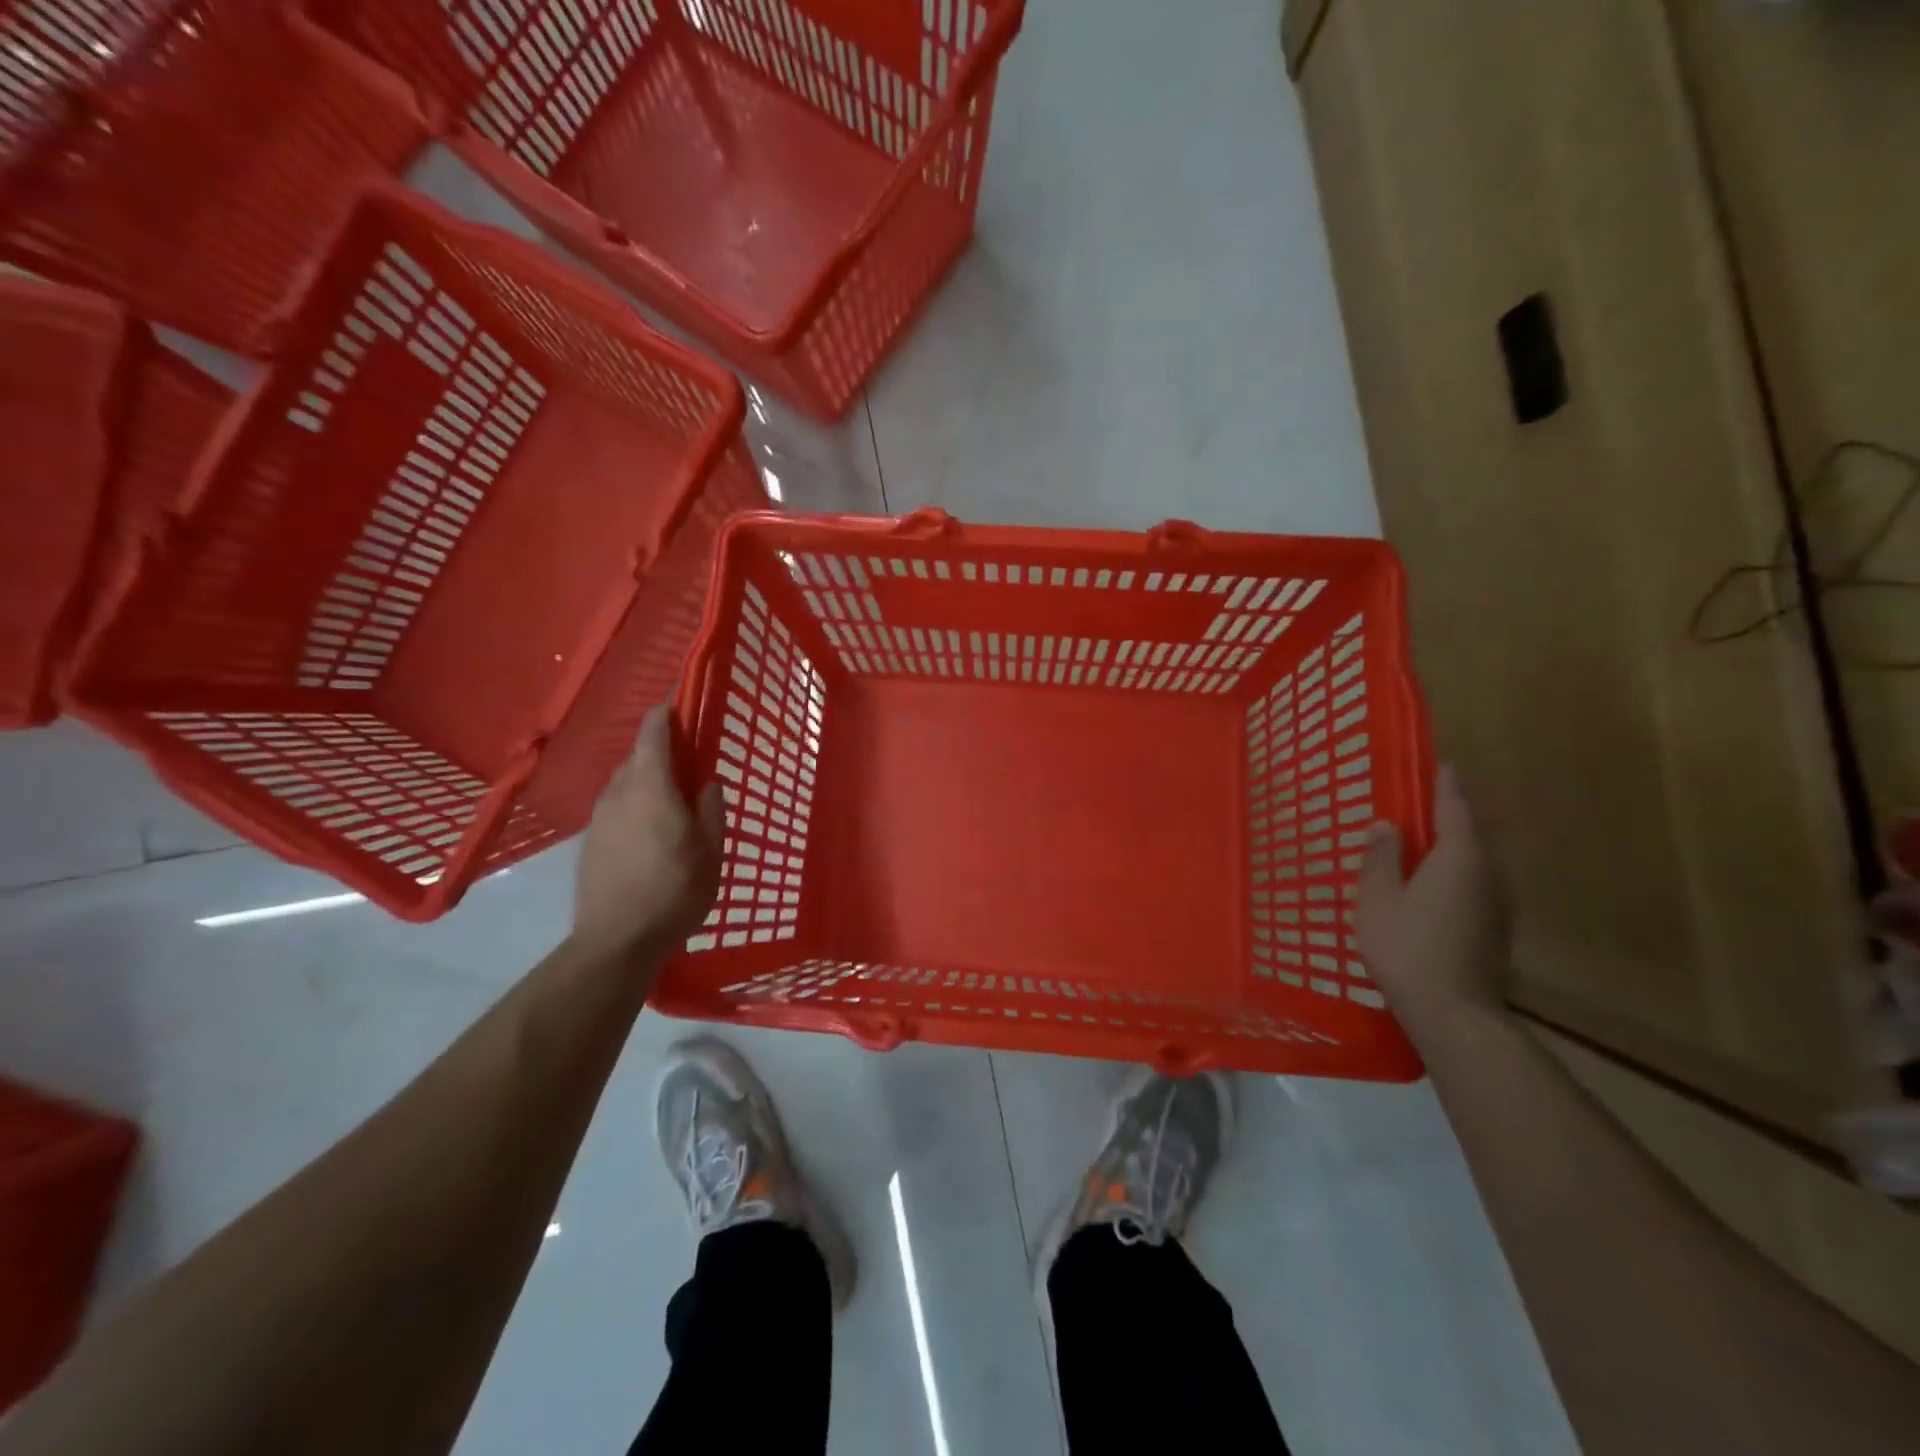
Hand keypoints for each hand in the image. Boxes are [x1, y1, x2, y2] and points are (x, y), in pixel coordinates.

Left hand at [572, 708, 722, 963]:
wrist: (616, 942)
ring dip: (648, 779)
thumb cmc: (674, 892)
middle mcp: (619, 792)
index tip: (685, 702)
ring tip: (674, 800)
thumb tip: (708, 783)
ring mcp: (599, 817)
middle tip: (692, 762)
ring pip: (625, 782)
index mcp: (651, 787)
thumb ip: (711, 810)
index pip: (654, 731)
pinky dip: (635, 804)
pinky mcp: (590, 841)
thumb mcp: (711, 851)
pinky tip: (651, 832)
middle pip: (638, 755)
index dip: (669, 711)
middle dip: (663, 750)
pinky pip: (616, 807)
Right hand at [1357, 765, 1509, 1037]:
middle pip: (1470, 833)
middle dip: (1447, 816)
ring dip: (1450, 848)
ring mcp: (1497, 905)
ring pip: (1474, 862)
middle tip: (1419, 804)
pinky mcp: (1495, 930)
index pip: (1455, 807)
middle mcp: (1488, 874)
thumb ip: (1381, 857)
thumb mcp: (1378, 898)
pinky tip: (1431, 888)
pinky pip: (1473, 886)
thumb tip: (1386, 825)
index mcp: (1460, 857)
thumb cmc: (1408, 947)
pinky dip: (1453, 875)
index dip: (1445, 784)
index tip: (1440, 765)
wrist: (1454, 1013)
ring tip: (1421, 844)